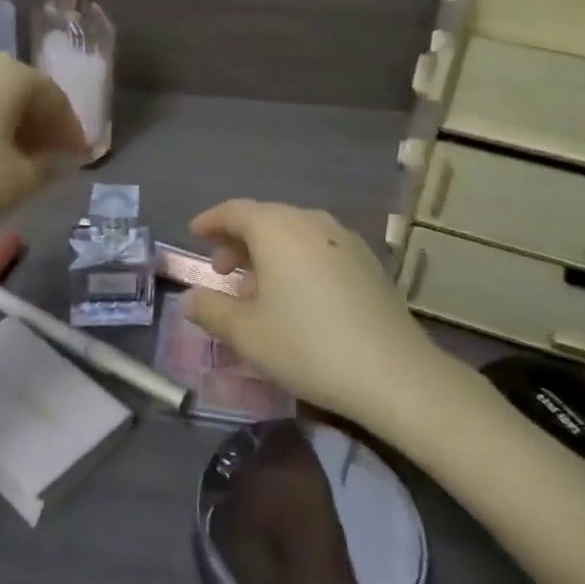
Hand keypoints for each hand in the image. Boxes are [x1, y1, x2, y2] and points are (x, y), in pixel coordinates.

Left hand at [0, 54, 88, 247]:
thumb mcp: (18, 183)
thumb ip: (48, 167)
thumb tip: (53, 159)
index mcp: (9, 74)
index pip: (54, 98)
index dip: (71, 131)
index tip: (80, 159)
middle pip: (21, 91)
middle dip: (41, 125)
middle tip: (50, 159)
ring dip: (9, 124)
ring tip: (14, 160)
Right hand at [186, 200, 433, 427]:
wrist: (394, 372)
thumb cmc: (308, 346)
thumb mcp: (247, 334)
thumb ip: (211, 310)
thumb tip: (190, 299)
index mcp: (276, 228)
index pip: (235, 211)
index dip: (211, 221)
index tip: (194, 233)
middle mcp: (310, 221)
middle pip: (265, 218)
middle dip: (238, 240)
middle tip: (221, 271)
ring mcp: (343, 238)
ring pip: (293, 232)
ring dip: (268, 251)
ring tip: (256, 287)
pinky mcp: (367, 260)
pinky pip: (318, 247)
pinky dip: (296, 259)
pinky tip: (296, 295)